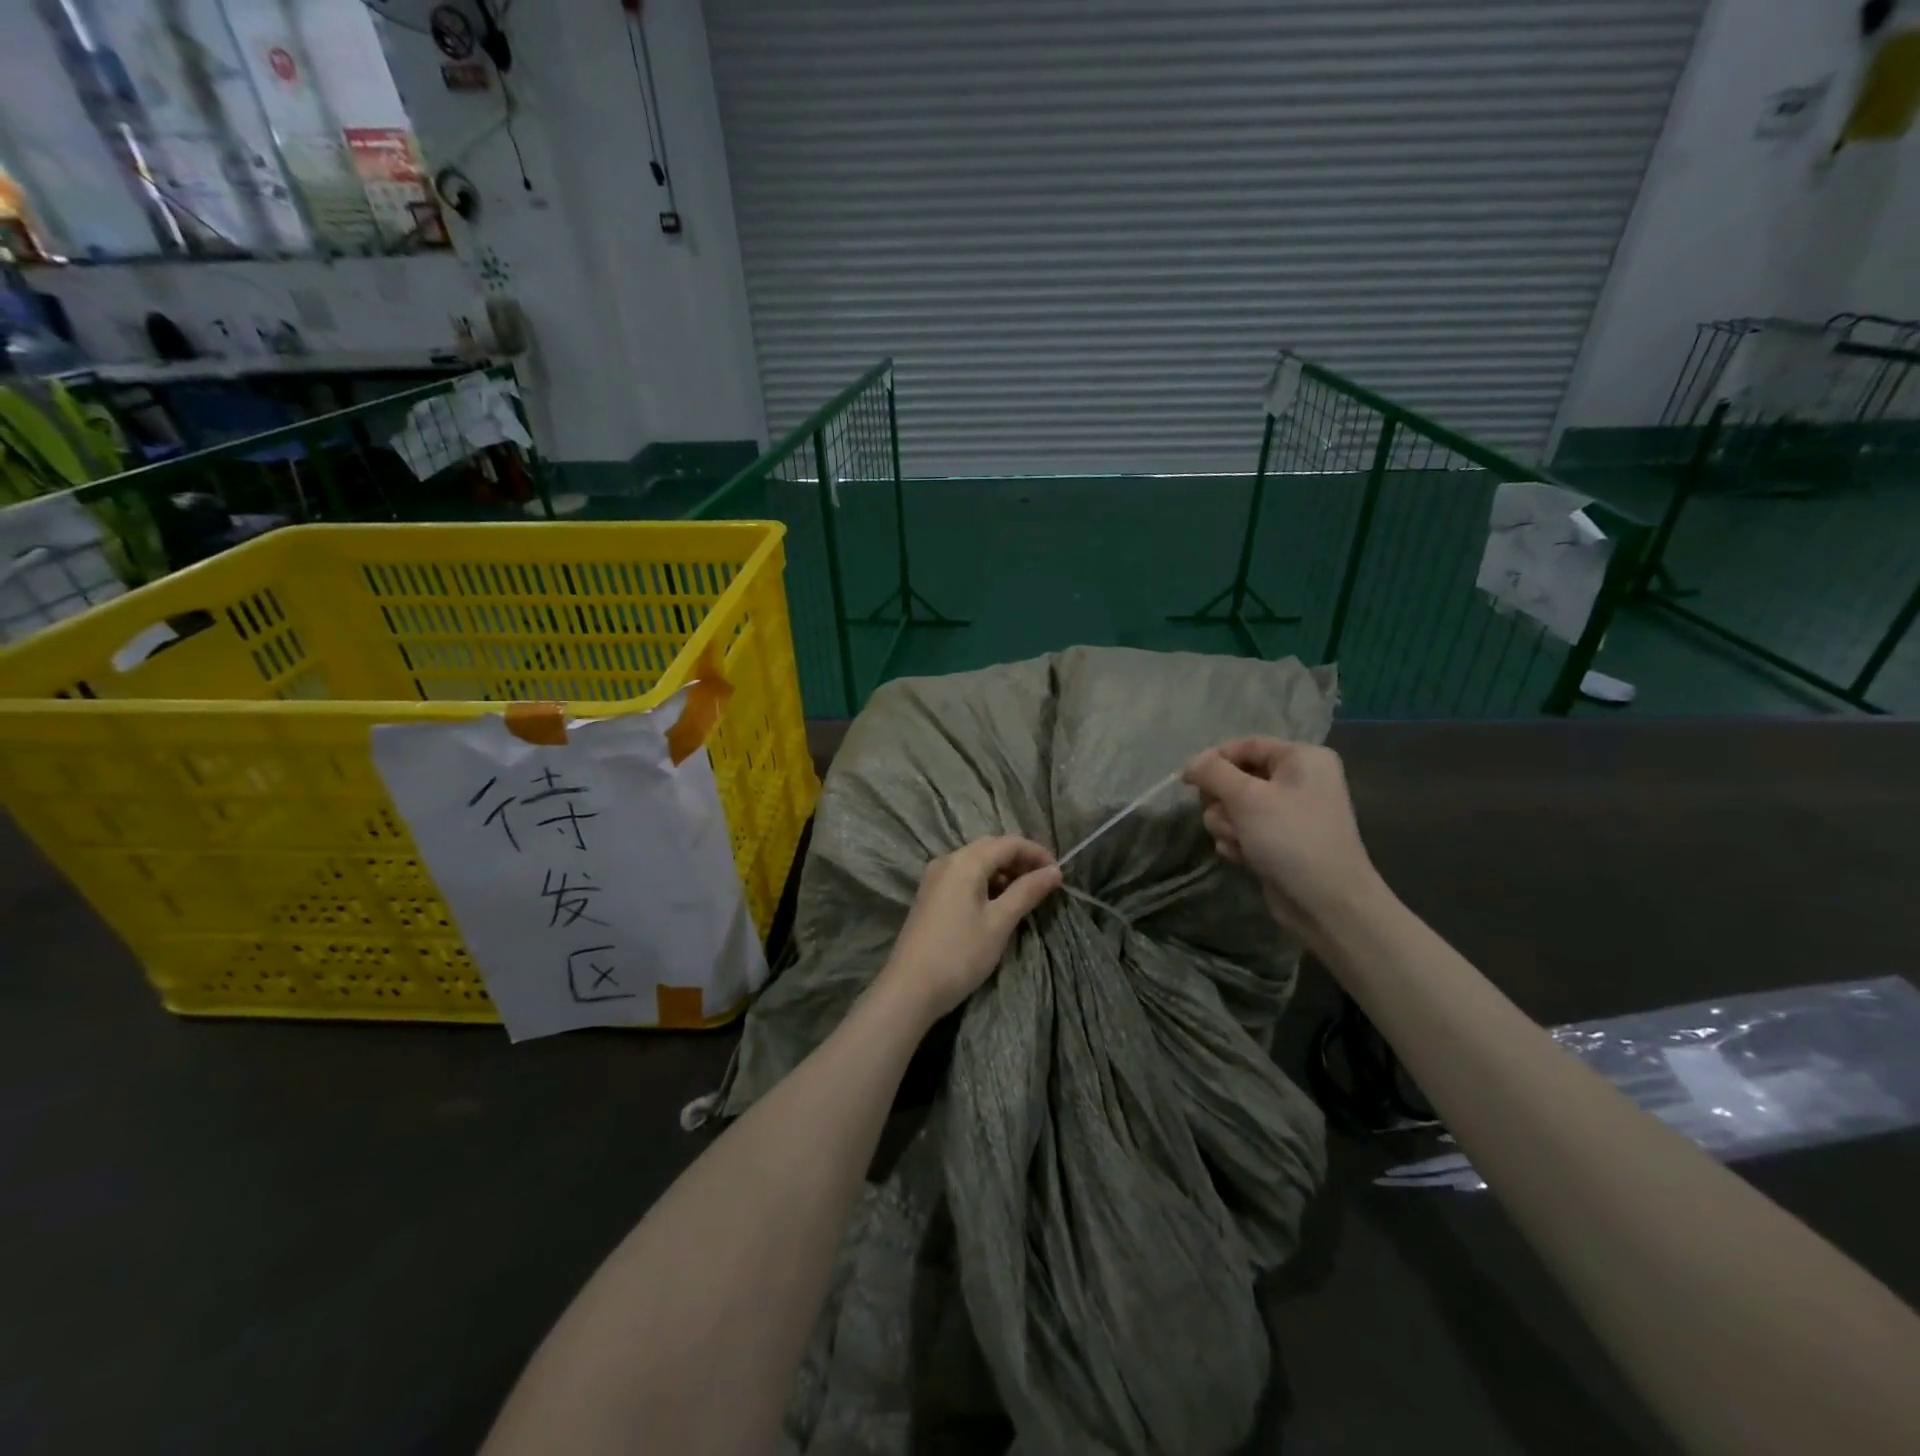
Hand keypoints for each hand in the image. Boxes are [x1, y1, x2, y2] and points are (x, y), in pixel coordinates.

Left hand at [879, 836, 1060, 1021]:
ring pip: (976, 861)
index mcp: (965, 862)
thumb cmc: (959, 954)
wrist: (909, 988)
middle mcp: (947, 860)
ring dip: (1003, 871)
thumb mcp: (999, 923)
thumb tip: (1055, 871)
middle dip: (1020, 860)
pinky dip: (985, 882)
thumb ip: (1027, 892)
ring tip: (1024, 896)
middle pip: (991, 847)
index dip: (1036, 853)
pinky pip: (964, 875)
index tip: (1058, 874)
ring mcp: (935, 877)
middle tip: (1043, 884)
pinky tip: (997, 904)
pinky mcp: (930, 894)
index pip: (1008, 843)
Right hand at [1184, 738, 1387, 947]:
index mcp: (1301, 758)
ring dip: (1227, 825)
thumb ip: (1212, 772)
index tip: (1188, 780)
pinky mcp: (1279, 840)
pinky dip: (1238, 842)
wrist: (1326, 902)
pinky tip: (1243, 857)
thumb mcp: (1246, 797)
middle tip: (1228, 817)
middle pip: (1236, 777)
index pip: (1245, 745)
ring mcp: (1288, 813)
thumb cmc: (1290, 838)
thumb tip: (1191, 764)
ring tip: (1239, 843)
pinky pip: (1244, 830)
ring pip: (1234, 807)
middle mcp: (1298, 780)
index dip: (1214, 760)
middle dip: (1222, 800)